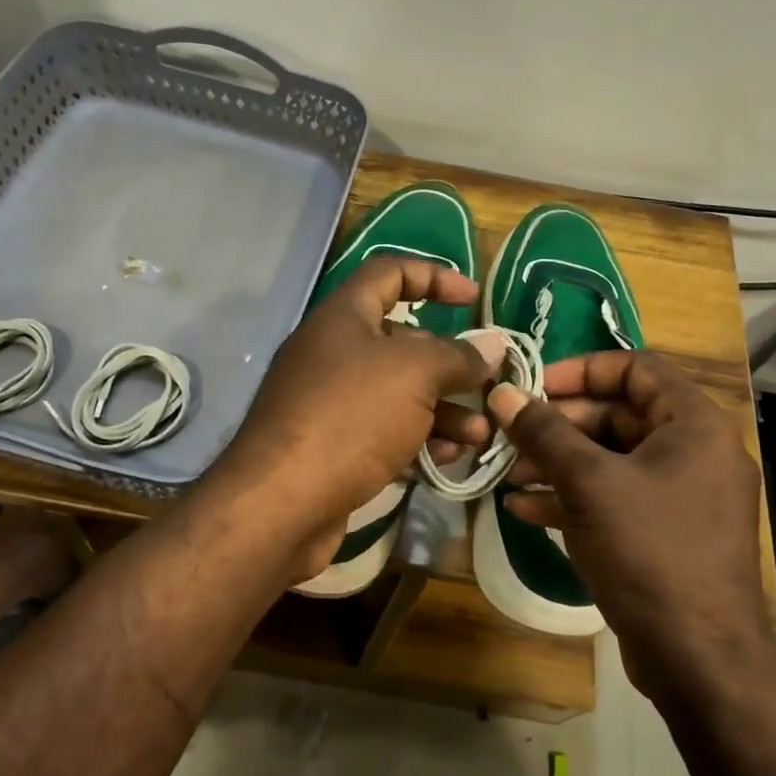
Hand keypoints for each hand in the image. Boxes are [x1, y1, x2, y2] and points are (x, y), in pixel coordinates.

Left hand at [215, 259, 499, 580]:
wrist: (282, 503)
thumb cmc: (350, 417)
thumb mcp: (414, 374)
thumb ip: (457, 356)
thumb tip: (492, 346)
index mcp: (343, 316)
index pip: (389, 273)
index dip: (434, 277)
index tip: (474, 300)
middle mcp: (333, 352)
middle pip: (402, 342)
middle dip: (450, 364)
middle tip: (489, 386)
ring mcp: (330, 402)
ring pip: (399, 394)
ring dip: (443, 410)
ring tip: (479, 435)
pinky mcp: (334, 446)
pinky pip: (385, 431)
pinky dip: (418, 440)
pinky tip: (447, 460)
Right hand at [486, 350, 772, 698]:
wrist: (698, 656)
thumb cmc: (650, 551)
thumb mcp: (589, 483)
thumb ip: (543, 433)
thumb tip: (502, 393)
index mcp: (694, 424)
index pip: (636, 368)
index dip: (580, 370)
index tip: (533, 386)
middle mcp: (694, 452)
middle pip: (618, 414)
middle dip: (559, 424)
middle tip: (511, 435)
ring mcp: (681, 495)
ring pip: (610, 459)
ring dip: (557, 462)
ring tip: (508, 472)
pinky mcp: (664, 533)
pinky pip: (614, 497)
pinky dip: (572, 497)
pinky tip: (524, 508)